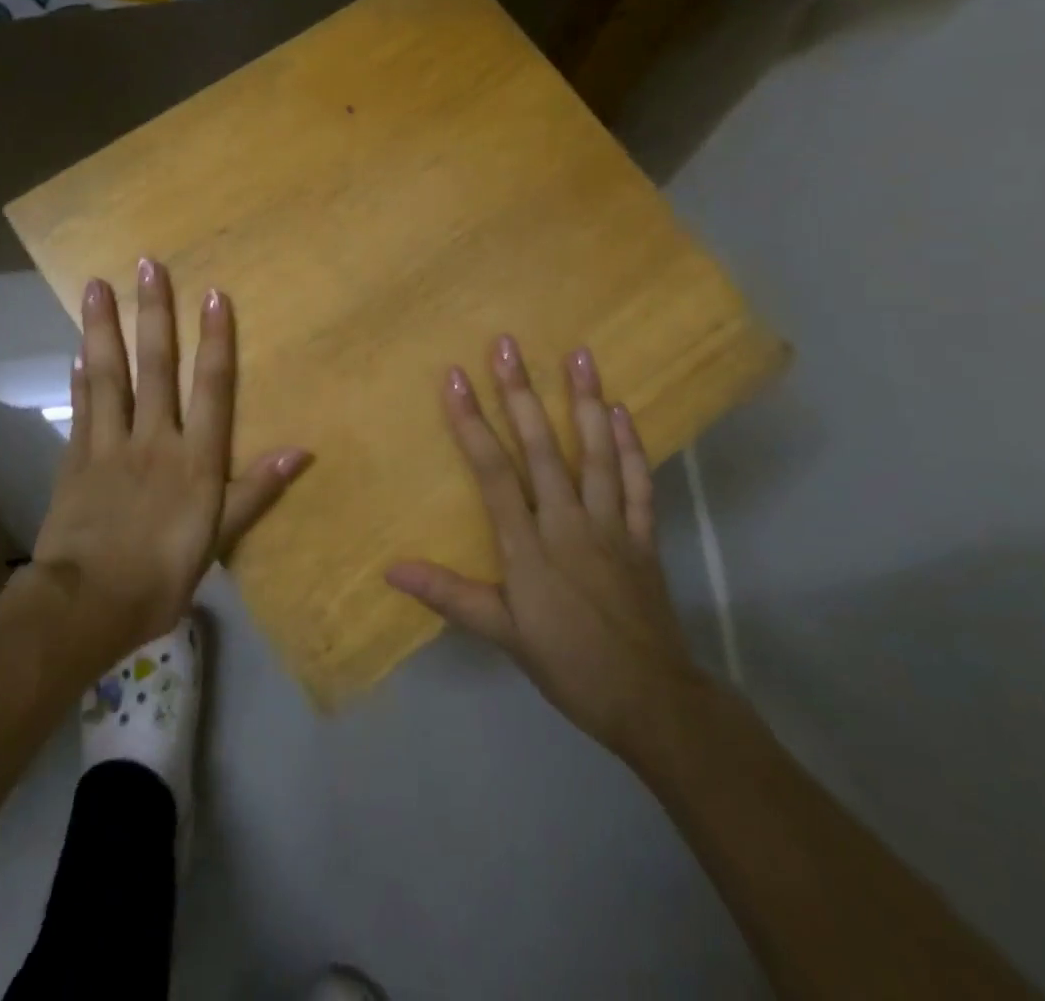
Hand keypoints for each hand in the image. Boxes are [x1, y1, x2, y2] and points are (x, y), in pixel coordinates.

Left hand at [31, 259, 309, 662]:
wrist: (86, 605)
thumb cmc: (162, 575)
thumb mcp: (219, 539)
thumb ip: (256, 490)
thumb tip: (302, 451)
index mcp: (194, 458)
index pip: (210, 387)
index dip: (215, 339)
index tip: (213, 294)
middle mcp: (153, 438)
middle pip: (155, 366)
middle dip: (154, 313)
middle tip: (147, 265)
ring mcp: (109, 445)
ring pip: (109, 375)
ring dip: (104, 328)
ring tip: (96, 286)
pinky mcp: (76, 459)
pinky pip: (81, 409)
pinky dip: (80, 377)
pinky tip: (77, 351)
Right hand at [387, 336, 703, 762]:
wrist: (652, 701)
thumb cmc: (568, 665)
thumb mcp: (502, 635)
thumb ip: (449, 595)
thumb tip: (391, 570)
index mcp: (529, 546)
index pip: (493, 472)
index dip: (471, 423)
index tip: (454, 378)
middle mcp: (568, 523)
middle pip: (542, 449)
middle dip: (521, 394)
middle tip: (508, 345)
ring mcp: (612, 525)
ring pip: (597, 454)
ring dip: (586, 402)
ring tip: (579, 355)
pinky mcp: (644, 536)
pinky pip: (639, 484)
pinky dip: (632, 446)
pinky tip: (623, 412)